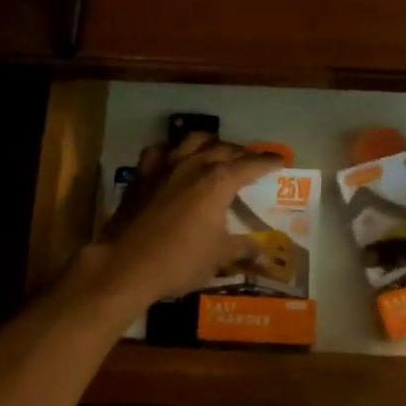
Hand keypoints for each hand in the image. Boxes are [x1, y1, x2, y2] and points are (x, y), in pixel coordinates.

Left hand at [92, 134, 282, 304]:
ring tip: (217, 152)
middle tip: (251, 162)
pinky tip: (175, 160)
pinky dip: (173, 151)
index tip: (280, 161)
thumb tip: (264, 254)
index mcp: (219, 181)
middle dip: (242, 153)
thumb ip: (243, 249)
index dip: (268, 162)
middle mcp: (194, 164)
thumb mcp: (218, 257)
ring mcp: (165, 165)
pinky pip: (161, 151)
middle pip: (224, 148)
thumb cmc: (179, 261)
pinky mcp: (142, 174)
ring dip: (210, 143)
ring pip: (193, 140)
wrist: (125, 265)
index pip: (251, 165)